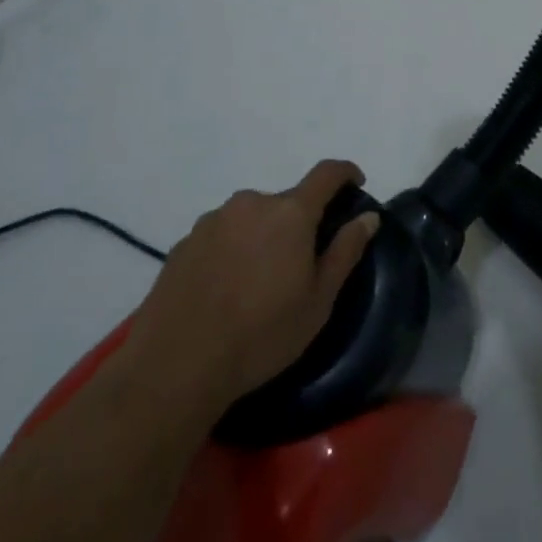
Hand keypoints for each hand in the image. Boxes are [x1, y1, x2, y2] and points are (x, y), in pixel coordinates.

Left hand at [124, 160, 379, 408]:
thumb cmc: (261, 334)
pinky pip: (221, 235)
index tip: (356, 184)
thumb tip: (368, 217)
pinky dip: (233, 250)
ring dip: (263, 235)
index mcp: (290, 213)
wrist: (174, 368)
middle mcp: (251, 203)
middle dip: (300, 220)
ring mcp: (212, 221)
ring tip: (259, 279)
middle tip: (302, 261)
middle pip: (286, 201)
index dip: (346, 173)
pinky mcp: (183, 243)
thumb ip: (345, 251)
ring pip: (251, 217)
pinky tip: (226, 288)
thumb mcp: (318, 301)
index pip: (326, 174)